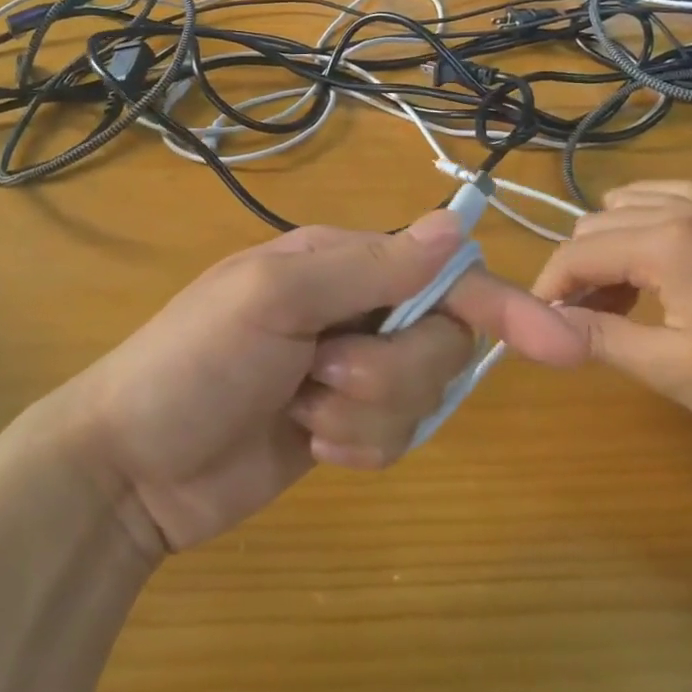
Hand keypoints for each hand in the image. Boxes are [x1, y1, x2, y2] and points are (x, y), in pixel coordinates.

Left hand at [52, 211, 586, 557]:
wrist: (131, 467)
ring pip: (422, 394)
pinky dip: (359, 448)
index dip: (502, 306)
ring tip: (302, 411)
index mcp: (345, 263)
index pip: (446, 274)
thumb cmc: (193, 362)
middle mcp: (359, 309)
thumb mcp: (272, 297)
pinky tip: (308, 443)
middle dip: (390, 373)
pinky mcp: (347, 426)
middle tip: (319, 377)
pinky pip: (396, 438)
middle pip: (441, 342)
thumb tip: (455, 225)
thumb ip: (368, 265)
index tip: (560, 346)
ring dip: (366, 413)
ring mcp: (354, 371)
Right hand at [533, 179, 691, 482]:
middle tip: (582, 325)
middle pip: (598, 225)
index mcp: (670, 240)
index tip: (539, 325)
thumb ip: (600, 338)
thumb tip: (539, 325)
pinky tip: (655, 272)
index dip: (548, 287)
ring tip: (617, 302)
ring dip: (610, 248)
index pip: (578, 251)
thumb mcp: (675, 372)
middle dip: (578, 270)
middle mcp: (689, 209)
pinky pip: (670, 203)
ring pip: (630, 207)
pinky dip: (645, 229)